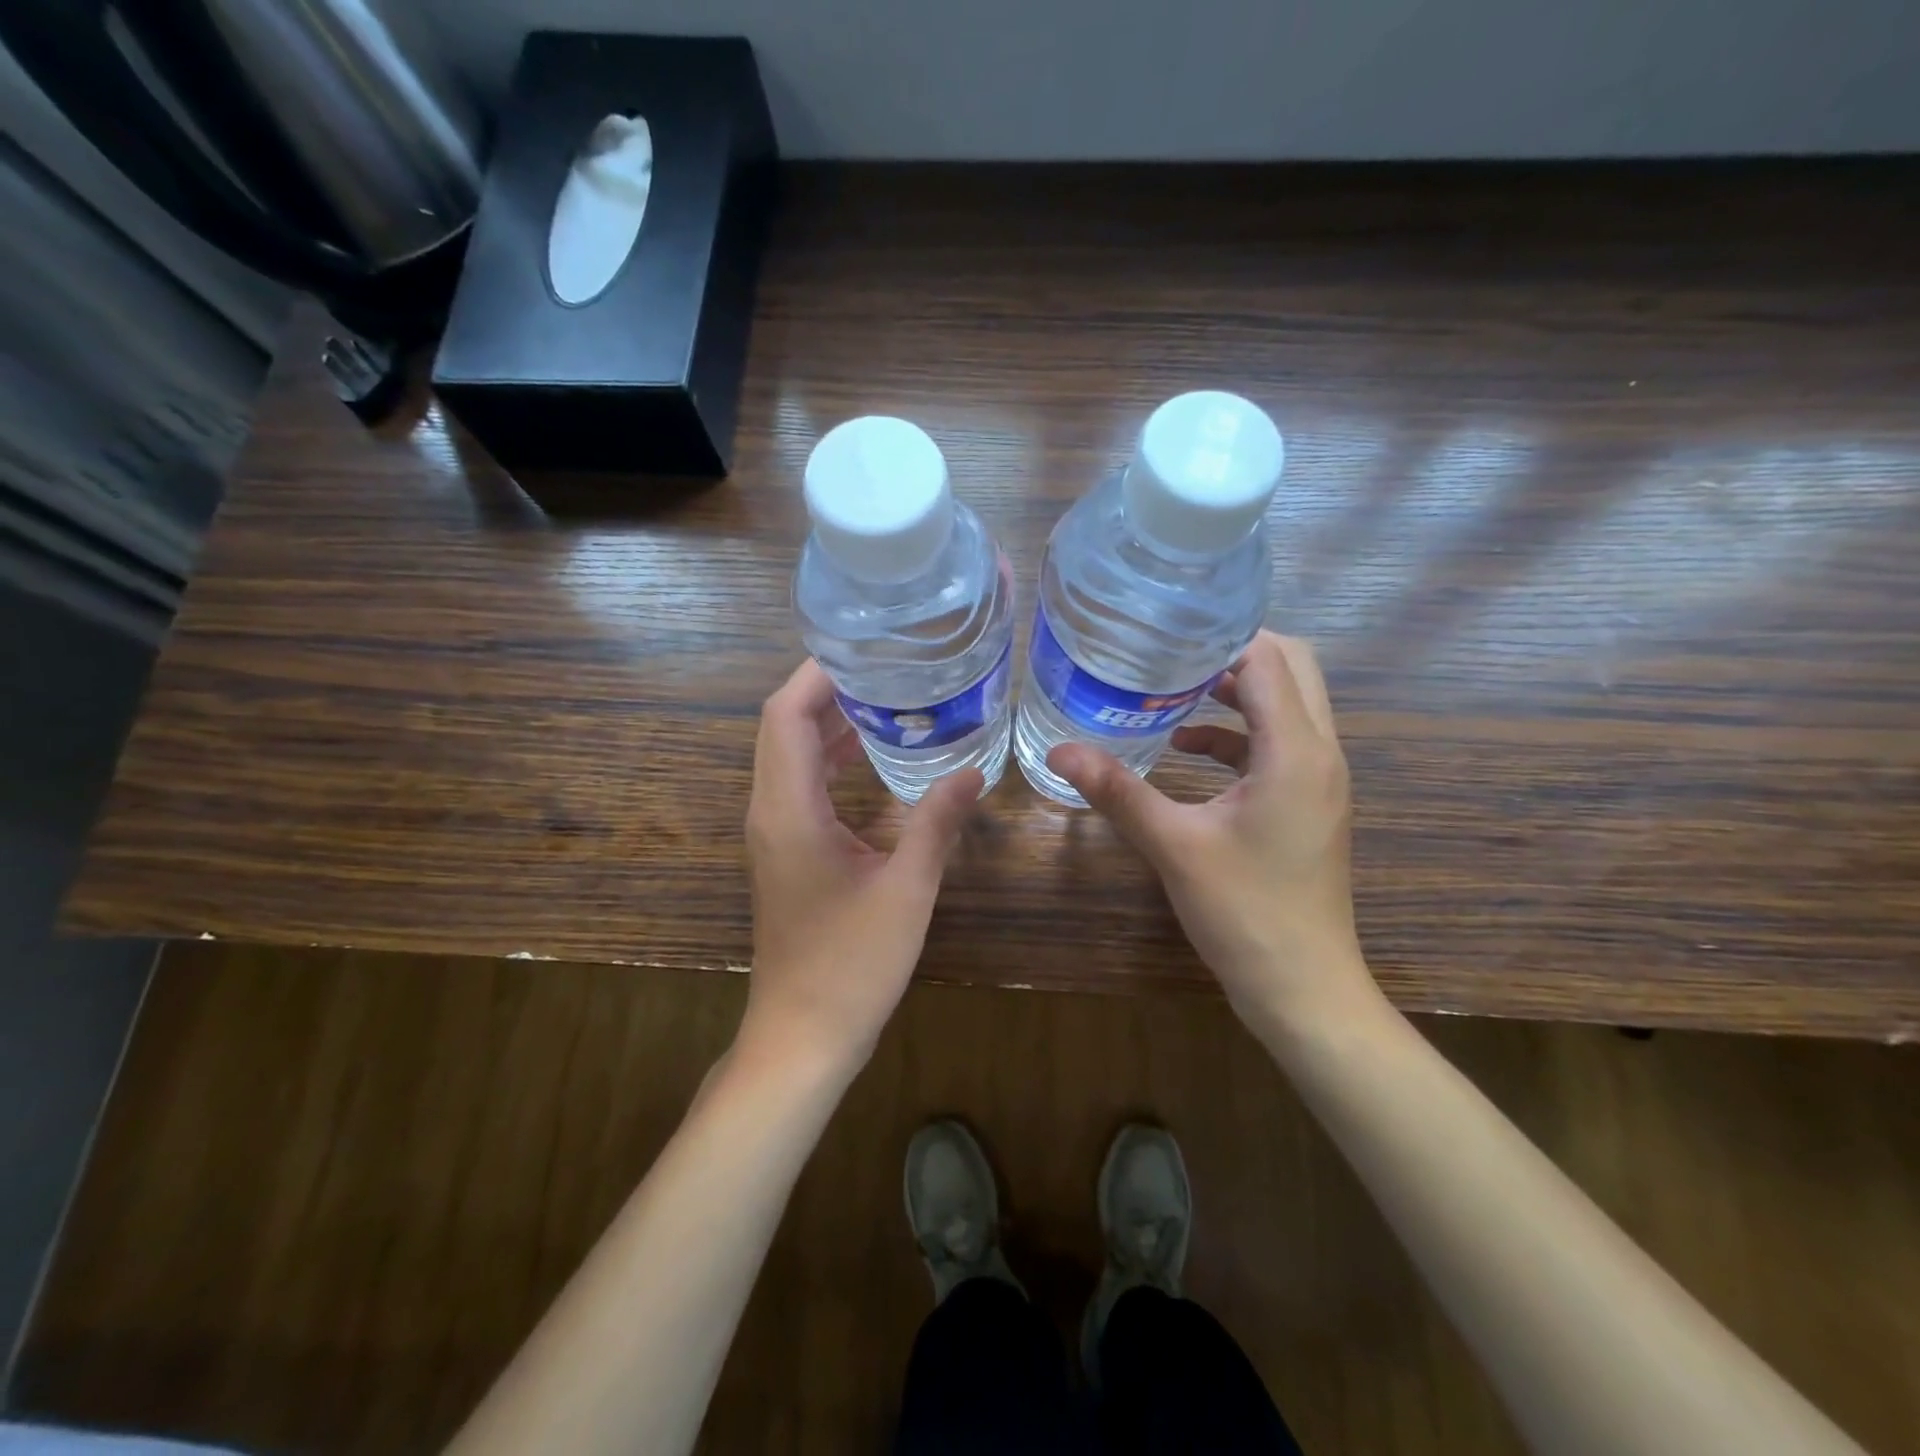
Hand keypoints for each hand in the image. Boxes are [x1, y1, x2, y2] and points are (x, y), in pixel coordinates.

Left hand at [740, 660, 982, 1073]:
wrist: (802, 1036)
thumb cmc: (851, 965)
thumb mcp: (907, 889)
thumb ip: (937, 823)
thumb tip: (972, 772)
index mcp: (789, 810)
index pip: (786, 715)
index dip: (817, 675)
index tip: (864, 650)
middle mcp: (770, 812)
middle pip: (784, 728)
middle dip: (828, 692)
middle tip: (887, 668)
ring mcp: (774, 834)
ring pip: (790, 757)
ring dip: (829, 725)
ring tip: (887, 701)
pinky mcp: (786, 853)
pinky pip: (800, 786)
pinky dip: (830, 760)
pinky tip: (873, 758)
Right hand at [1048, 631, 1373, 1037]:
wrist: (1303, 987)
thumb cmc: (1244, 912)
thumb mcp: (1173, 846)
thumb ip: (1118, 791)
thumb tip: (1060, 749)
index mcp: (1295, 752)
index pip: (1270, 659)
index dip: (1221, 637)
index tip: (1167, 629)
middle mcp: (1319, 753)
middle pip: (1292, 670)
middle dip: (1234, 653)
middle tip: (1171, 651)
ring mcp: (1319, 780)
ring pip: (1287, 706)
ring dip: (1237, 692)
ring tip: (1171, 689)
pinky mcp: (1309, 803)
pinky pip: (1278, 745)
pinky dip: (1238, 734)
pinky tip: (1187, 751)